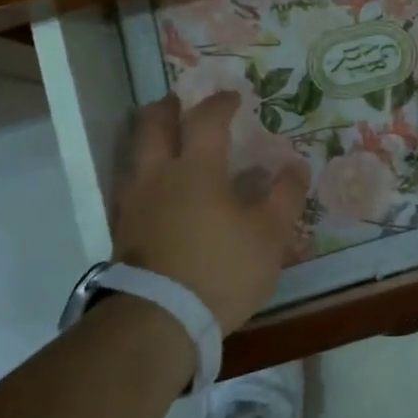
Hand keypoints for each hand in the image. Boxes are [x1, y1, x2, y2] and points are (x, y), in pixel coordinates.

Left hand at [112, 91, 309, 333]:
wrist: (158, 320)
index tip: (233, 97)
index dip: (220, 103)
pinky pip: (131, 186)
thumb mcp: (269, 235)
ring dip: (149, 139)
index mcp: (196, 169)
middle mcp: (158, 175)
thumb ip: (284, 196)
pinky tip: (159, 191)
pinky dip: (145, 174)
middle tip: (180, 103)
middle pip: (152, 125)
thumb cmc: (221, 269)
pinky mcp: (122, 230)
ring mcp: (134, 203)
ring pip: (133, 154)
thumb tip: (295, 165)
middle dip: (168, 108)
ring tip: (166, 143)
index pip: (206, 119)